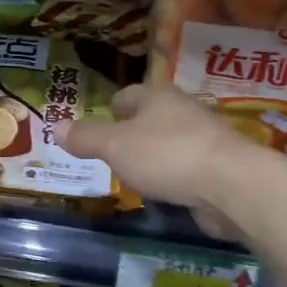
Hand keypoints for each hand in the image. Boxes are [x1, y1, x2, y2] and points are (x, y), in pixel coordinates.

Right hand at [62, 84, 257, 231]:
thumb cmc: (166, 155)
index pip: (127, 95)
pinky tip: (166, 192)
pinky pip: (188, 167)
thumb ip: (86, 137)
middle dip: (133, 132)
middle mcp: (183, 110)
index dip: (111, 109)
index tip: (99, 127)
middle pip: (151, 116)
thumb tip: (55, 126)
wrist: (232, 184)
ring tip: (136, 175)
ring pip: (171, 142)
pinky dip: (175, 176)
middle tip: (113, 153)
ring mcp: (205, 138)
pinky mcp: (220, 166)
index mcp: (157, 96)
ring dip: (155, 155)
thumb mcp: (114, 146)